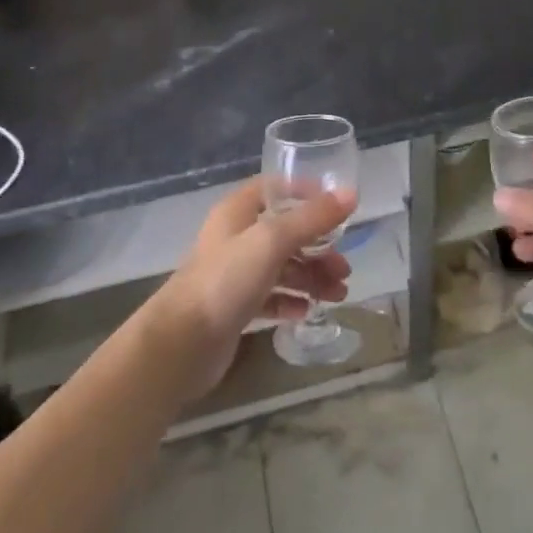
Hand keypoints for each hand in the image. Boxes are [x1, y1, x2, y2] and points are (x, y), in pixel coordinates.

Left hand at [148, 179, 355, 399]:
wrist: (182, 343)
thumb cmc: (226, 280)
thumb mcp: (272, 240)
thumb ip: (312, 218)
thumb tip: (351, 194)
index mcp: (238, 211)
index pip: (275, 189)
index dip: (305, 193)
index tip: (337, 208)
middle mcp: (236, 237)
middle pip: (284, 232)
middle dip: (317, 247)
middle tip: (344, 268)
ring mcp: (234, 274)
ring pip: (281, 267)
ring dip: (310, 276)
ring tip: (337, 294)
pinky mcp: (235, 308)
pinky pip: (271, 297)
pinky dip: (290, 300)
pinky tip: (307, 311)